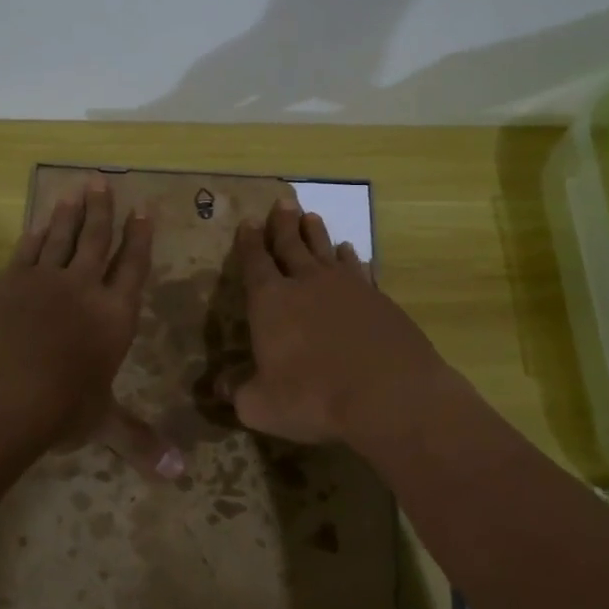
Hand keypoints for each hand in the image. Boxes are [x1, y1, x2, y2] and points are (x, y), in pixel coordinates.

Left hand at [0, 179, 180, 475]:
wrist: (3, 394)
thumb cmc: (61, 409)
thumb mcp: (104, 423)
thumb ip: (139, 441)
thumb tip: (181, 476)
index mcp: (113, 316)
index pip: (133, 268)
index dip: (139, 239)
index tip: (143, 211)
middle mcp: (84, 289)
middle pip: (97, 241)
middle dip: (104, 211)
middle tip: (104, 182)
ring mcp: (44, 280)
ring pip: (63, 237)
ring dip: (72, 212)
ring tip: (79, 188)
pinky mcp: (11, 282)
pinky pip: (29, 249)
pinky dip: (39, 232)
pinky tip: (42, 220)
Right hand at [223, 200, 454, 449]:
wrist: (389, 394)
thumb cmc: (314, 398)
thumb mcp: (262, 406)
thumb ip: (239, 393)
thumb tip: (219, 388)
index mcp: (271, 302)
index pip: (255, 263)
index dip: (249, 243)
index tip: (248, 221)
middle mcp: (306, 284)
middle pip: (290, 245)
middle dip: (283, 224)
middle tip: (282, 202)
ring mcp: (346, 287)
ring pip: (325, 250)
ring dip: (315, 233)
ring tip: (311, 217)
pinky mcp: (377, 298)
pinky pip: (358, 268)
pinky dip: (351, 258)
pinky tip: (350, 253)